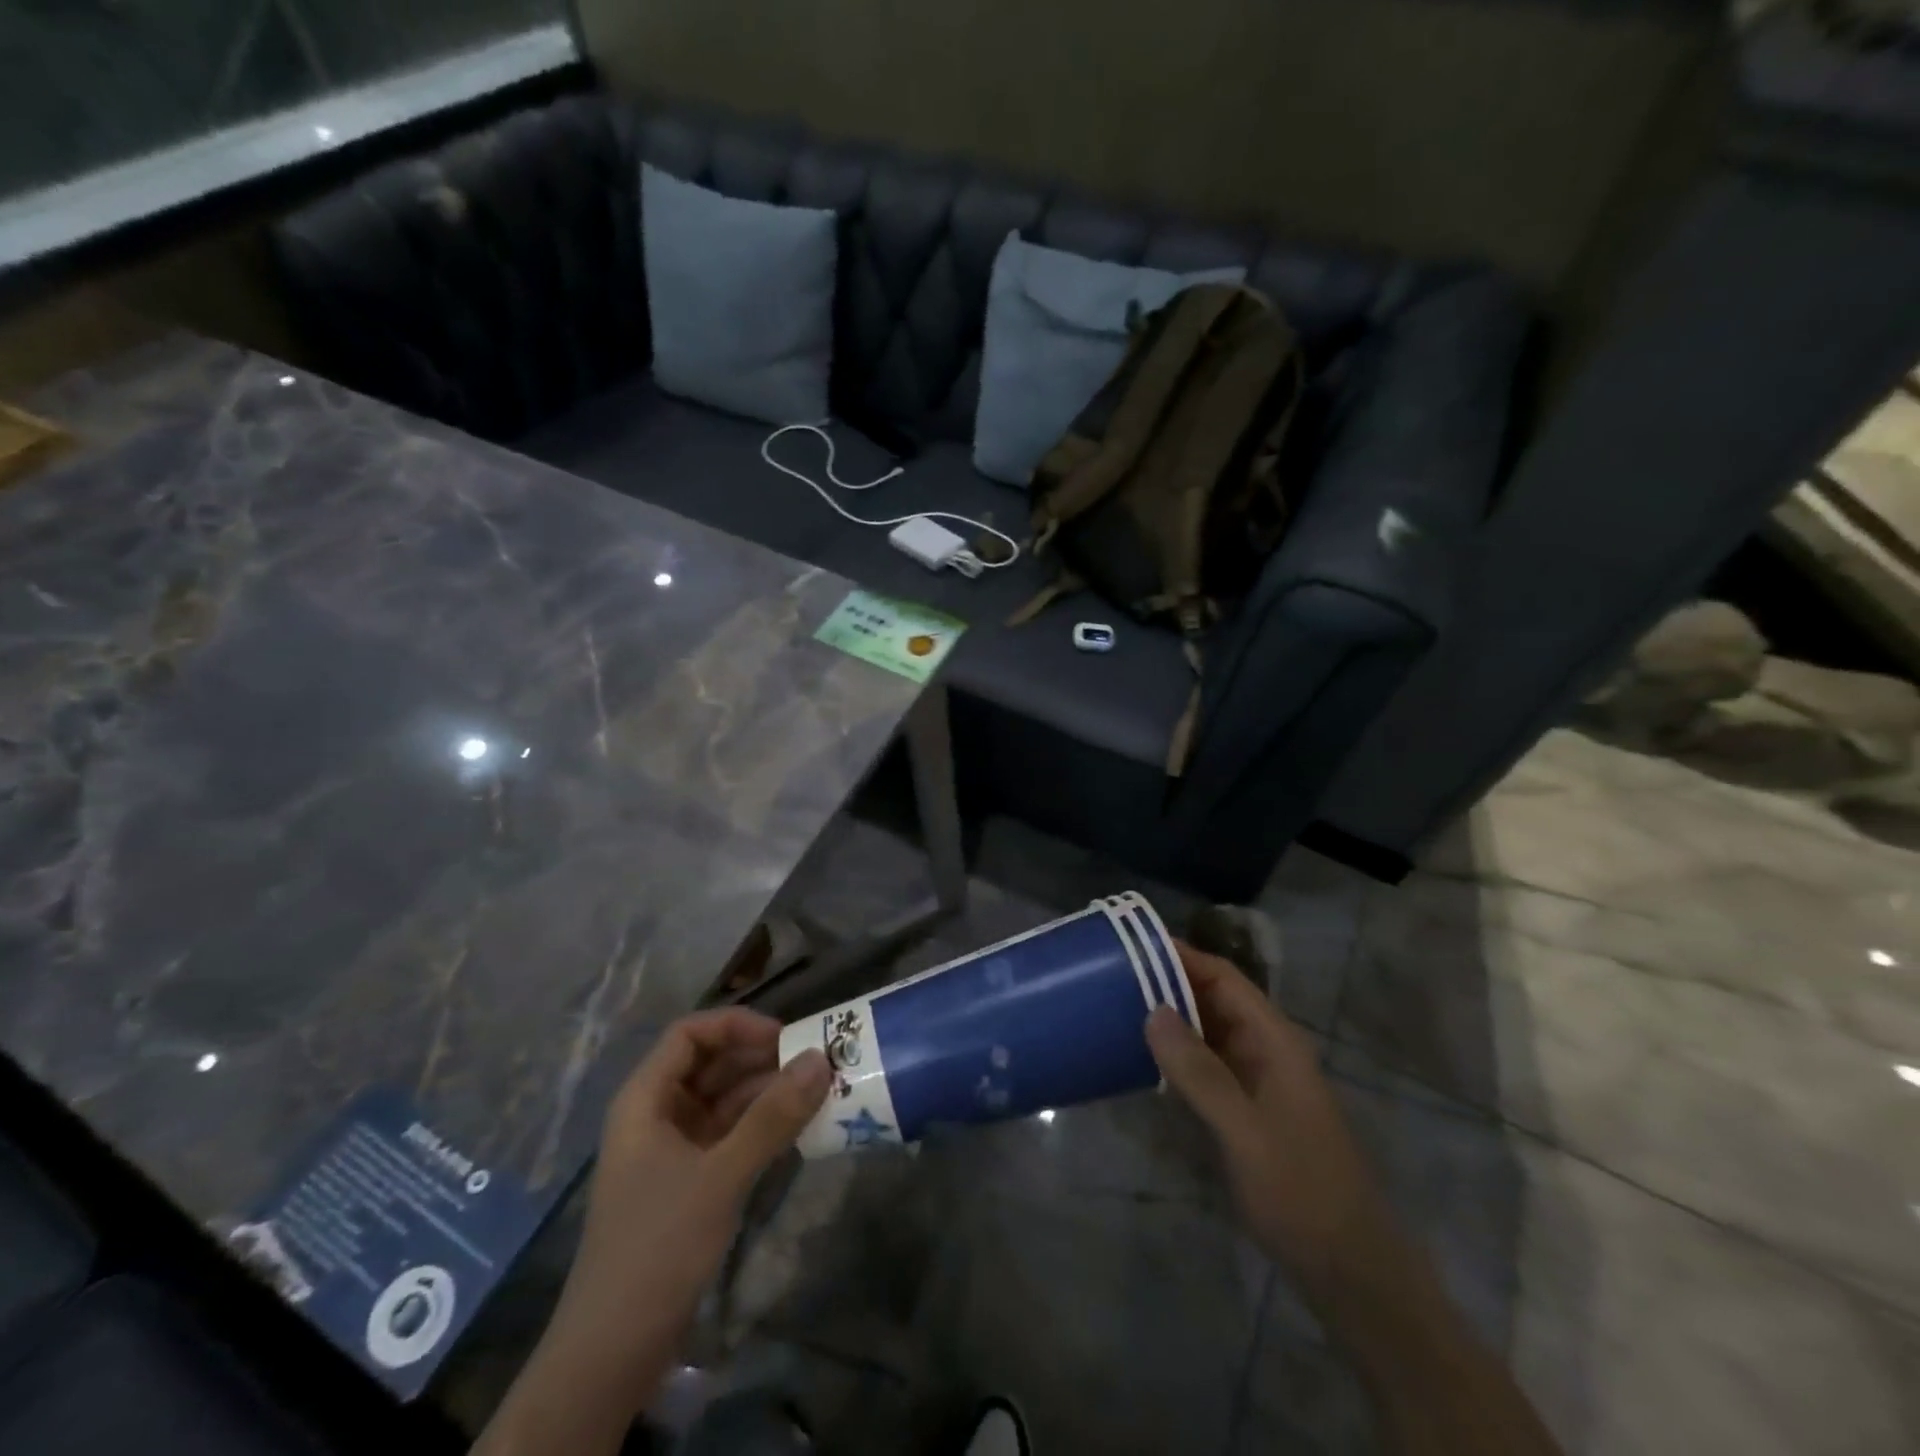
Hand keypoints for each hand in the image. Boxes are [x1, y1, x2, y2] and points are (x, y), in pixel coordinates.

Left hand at [478, 1009, 829, 1455]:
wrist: (611, 1353)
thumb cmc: (657, 1247)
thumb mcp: (720, 1176)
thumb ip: (773, 1116)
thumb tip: (822, 1059)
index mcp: (646, 1099)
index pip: (691, 1034)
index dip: (736, 1025)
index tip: (785, 1037)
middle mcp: (657, 1114)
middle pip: (710, 1064)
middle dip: (760, 1059)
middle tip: (815, 1062)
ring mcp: (672, 1149)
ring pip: (723, 1100)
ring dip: (766, 1093)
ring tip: (816, 1092)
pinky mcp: (688, 1182)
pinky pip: (729, 1135)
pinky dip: (760, 1126)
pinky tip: (796, 1129)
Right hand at [1144, 944, 1399, 1301]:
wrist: (1350, 1270)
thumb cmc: (1302, 1191)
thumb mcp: (1245, 1131)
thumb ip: (1200, 1072)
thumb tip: (1153, 1011)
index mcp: (1275, 1041)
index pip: (1224, 979)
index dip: (1182, 957)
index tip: (1133, 946)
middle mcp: (1266, 1050)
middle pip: (1213, 1000)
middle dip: (1167, 985)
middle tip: (1111, 977)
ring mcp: (1256, 1082)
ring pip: (1207, 1033)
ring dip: (1168, 1020)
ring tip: (1116, 1009)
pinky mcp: (1245, 1110)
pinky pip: (1205, 1067)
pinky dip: (1175, 1057)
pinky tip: (1140, 1060)